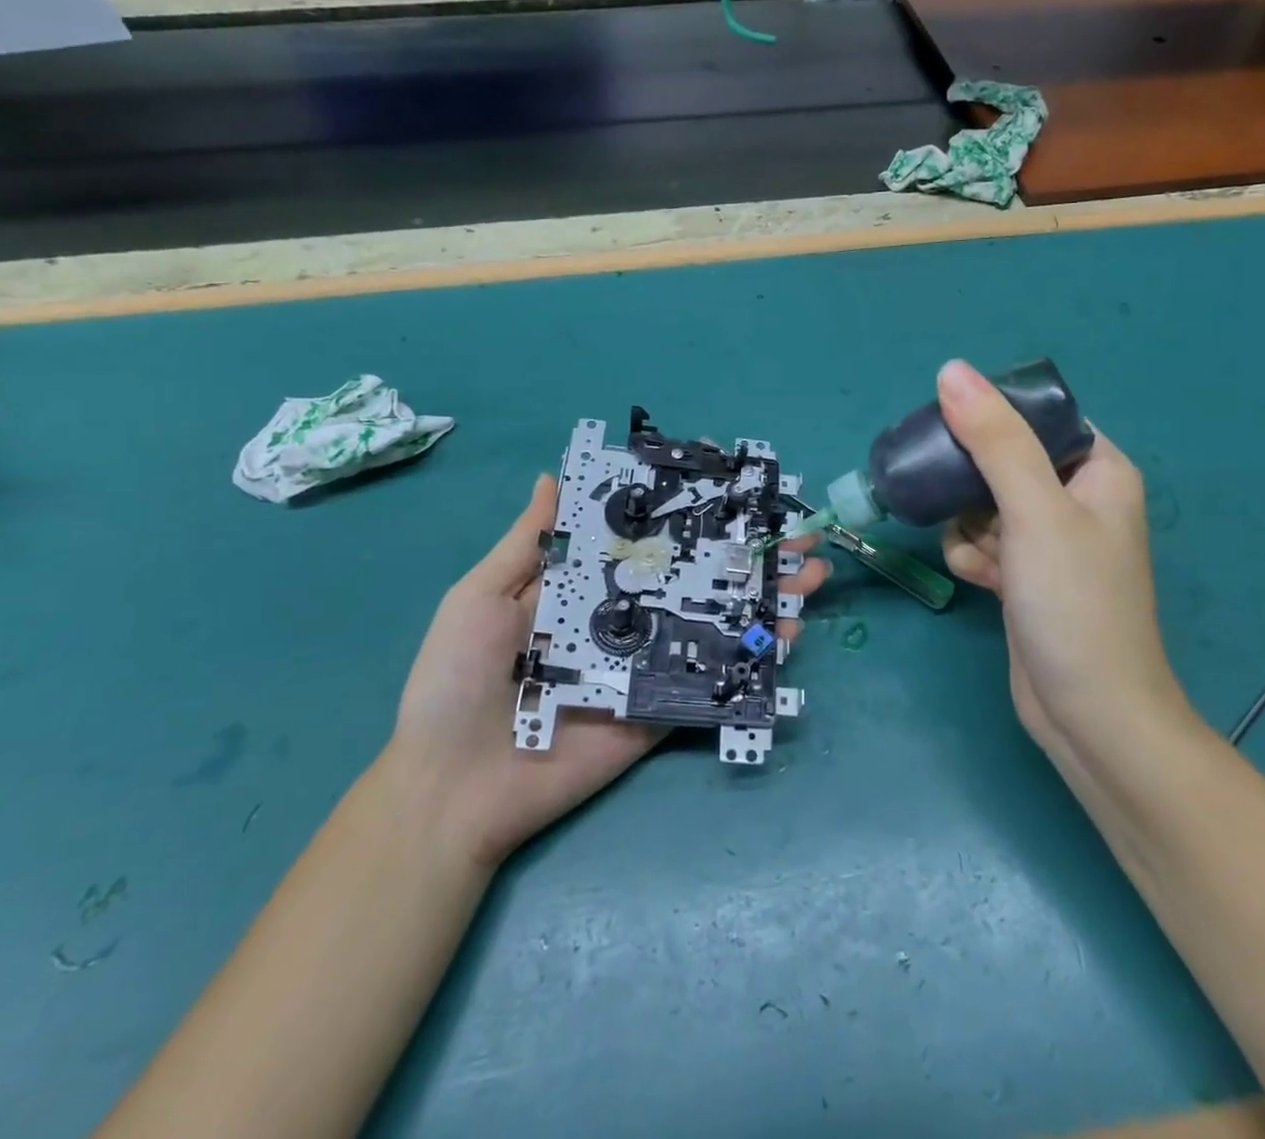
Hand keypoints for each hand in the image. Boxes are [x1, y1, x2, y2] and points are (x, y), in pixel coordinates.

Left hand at [389, 474, 829, 866]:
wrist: (452, 788)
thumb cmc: (458, 679)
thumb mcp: (481, 597)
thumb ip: (525, 544)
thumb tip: (553, 476)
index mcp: (585, 589)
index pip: (647, 541)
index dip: (690, 516)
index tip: (735, 491)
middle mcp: (624, 621)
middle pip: (694, 579)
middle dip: (746, 555)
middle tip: (797, 535)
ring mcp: (646, 667)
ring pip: (714, 625)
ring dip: (764, 599)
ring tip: (811, 575)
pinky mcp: (658, 712)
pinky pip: (709, 681)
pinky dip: (751, 659)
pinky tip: (787, 634)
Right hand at [935, 361, 1190, 773]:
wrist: (1089, 715)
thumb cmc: (1074, 603)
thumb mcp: (1034, 511)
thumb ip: (993, 439)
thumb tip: (952, 370)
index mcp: (1098, 469)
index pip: (1035, 418)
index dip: (990, 420)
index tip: (950, 438)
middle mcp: (1076, 498)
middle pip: (1000, 459)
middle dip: (970, 485)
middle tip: (953, 501)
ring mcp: (1049, 540)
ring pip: (982, 503)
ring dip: (968, 526)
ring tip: (983, 558)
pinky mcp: (1025, 575)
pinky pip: (982, 541)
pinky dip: (973, 556)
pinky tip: (981, 581)